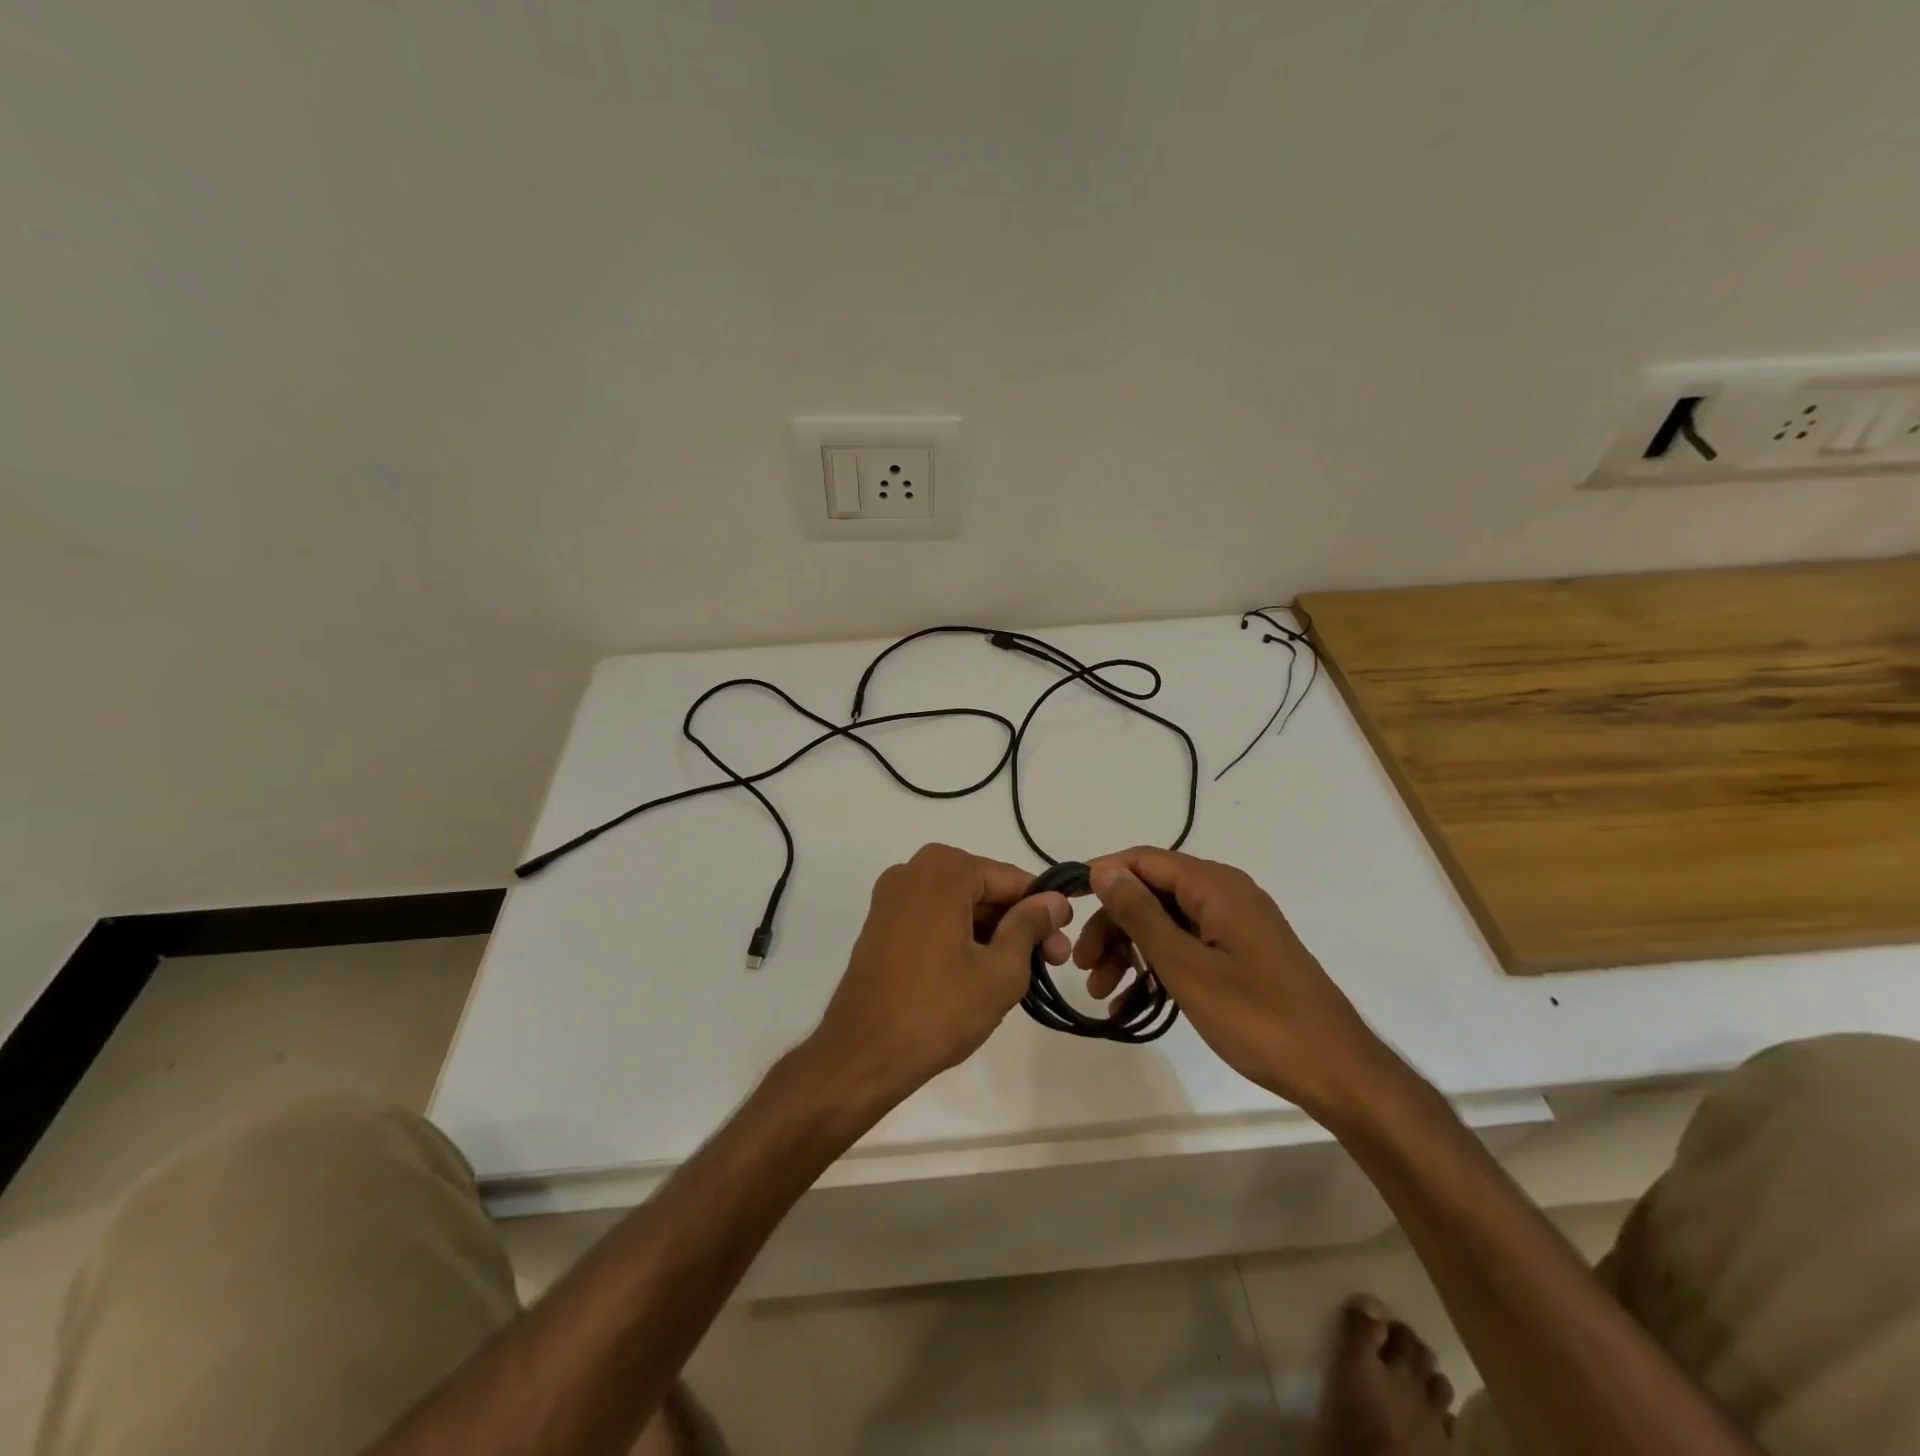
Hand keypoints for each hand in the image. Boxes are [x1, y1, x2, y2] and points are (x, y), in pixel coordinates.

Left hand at [806, 844, 1071, 1108]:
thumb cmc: (937, 1010)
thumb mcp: (1000, 970)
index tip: (1065, 942)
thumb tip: (1055, 900)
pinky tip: (980, 973)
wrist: (862, 1054)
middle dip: (1018, 924)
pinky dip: (961, 938)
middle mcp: (913, 870)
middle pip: (983, 890)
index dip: (1043, 909)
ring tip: (1020, 975)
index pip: (1010, 880)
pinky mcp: (881, 924)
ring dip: (992, 934)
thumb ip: (1029, 927)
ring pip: (959, 906)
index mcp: (943, 870)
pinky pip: (934, 919)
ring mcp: (892, 897)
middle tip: (1051, 962)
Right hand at [1075, 847, 1385, 1116]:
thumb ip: (1141, 914)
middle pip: (1152, 892)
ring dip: (1130, 951)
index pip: (1145, 860)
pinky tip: (1130, 1004)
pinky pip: (1186, 946)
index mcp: (1215, 886)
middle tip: (1082, 966)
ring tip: (1101, 992)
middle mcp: (1225, 894)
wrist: (1336, 1072)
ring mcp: (1235, 925)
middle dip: (1113, 926)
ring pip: (1166, 922)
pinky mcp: (1241, 954)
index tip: (1068, 908)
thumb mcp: (1186, 966)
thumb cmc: (1257, 1017)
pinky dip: (1157, 968)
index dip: (1103, 877)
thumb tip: (1104, 870)